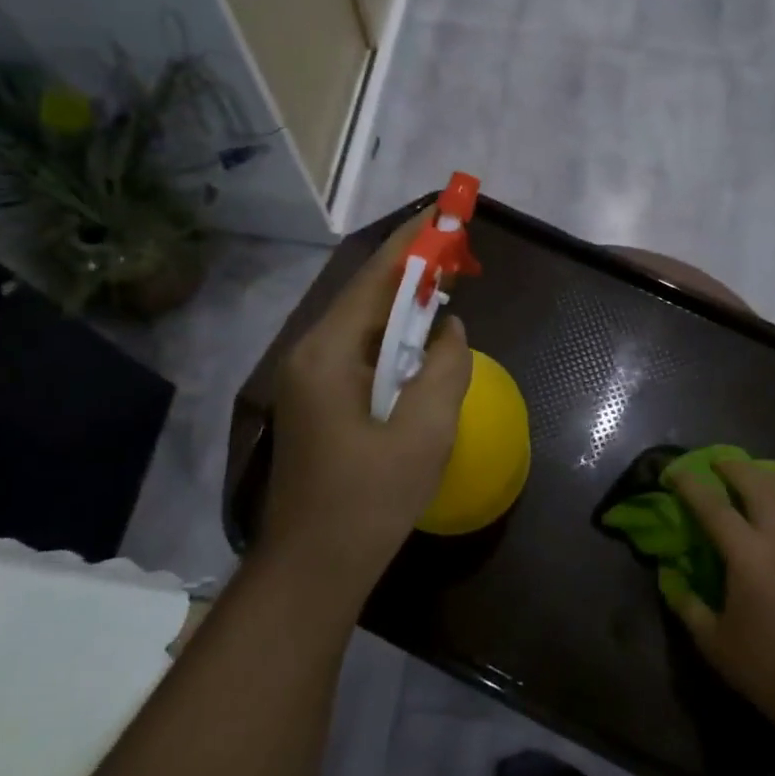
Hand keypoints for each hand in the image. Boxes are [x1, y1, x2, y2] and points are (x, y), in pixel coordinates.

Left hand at [256, 213, 473, 609]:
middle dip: (416, 267)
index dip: (416, 239)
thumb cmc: (369, 501)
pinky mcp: (321, 399)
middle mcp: (311, 354)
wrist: (314, 567)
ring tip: (451, 285)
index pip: (377, 277)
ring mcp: (312, 378)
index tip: (448, 207)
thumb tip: (448, 329)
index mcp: (329, 353)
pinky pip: (364, 351)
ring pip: (367, 322)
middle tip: (462, 252)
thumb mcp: (425, 432)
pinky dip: (396, 337)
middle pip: (369, 293)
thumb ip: (444, 367)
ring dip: (408, 303)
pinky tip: (423, 341)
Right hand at [663, 459, 774, 729]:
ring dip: (764, 475)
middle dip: (733, 467)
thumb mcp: (716, 643)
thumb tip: (671, 579)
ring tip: (747, 474)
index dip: (691, 485)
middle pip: (758, 484)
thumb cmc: (769, 668)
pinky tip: (773, 506)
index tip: (674, 470)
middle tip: (714, 461)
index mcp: (748, 556)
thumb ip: (689, 606)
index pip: (714, 507)